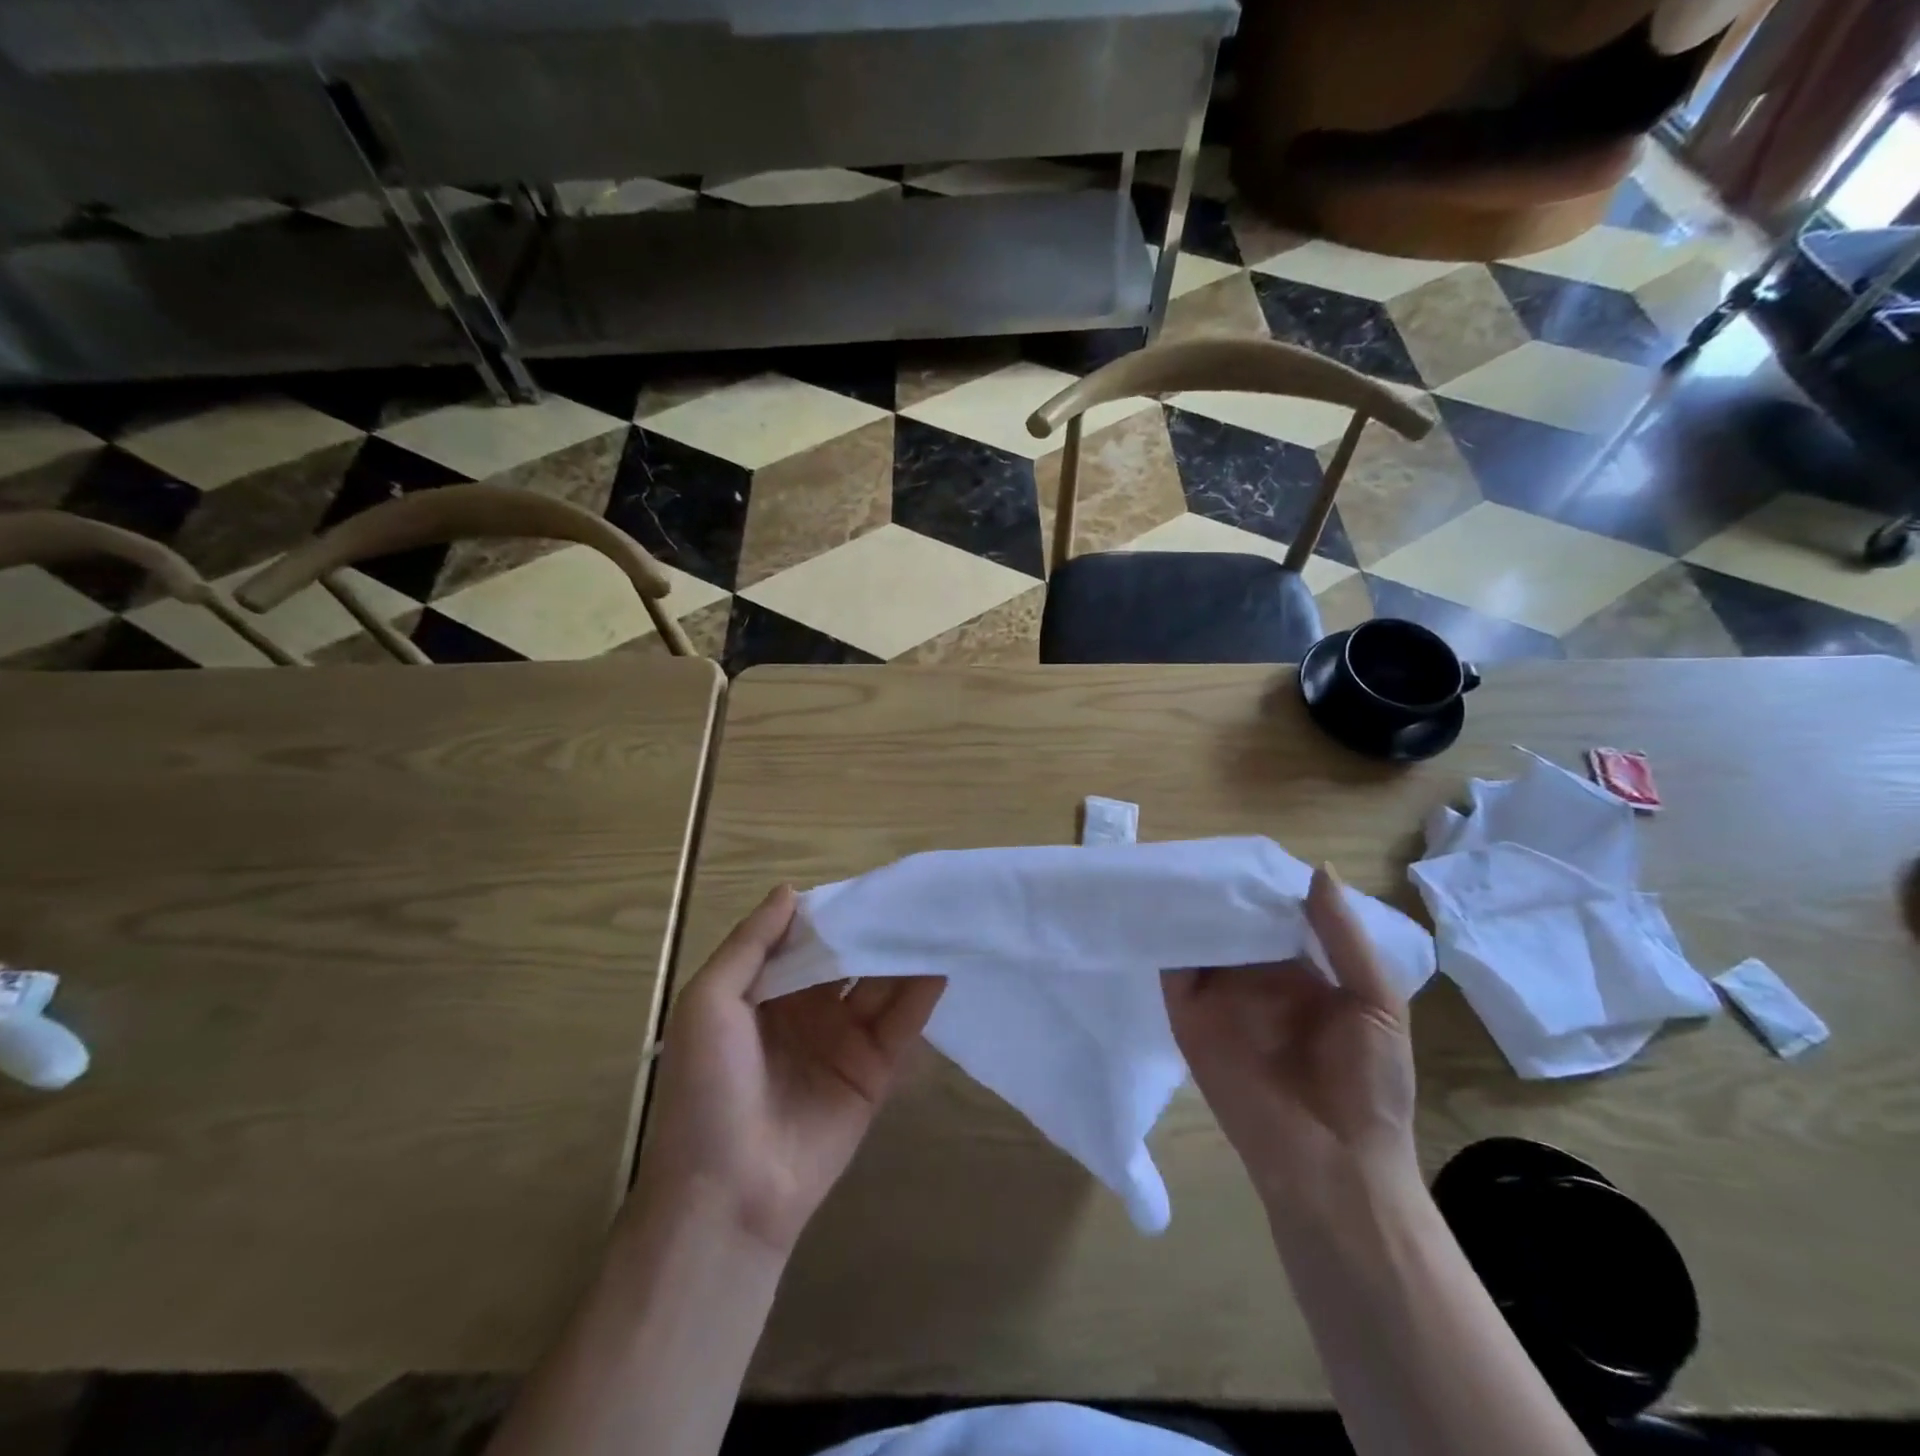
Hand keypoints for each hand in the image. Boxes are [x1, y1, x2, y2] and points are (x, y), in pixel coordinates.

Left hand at [633, 886, 944, 1254]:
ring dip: (904, 954)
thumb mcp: (708, 1002)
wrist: (727, 1194)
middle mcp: (806, 1010)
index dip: (833, 909)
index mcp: (764, 991)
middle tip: (913, 892)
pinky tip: (942, 965)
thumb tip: (791, 890)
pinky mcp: (872, 1073)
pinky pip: (900, 1027)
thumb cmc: (706, 1088)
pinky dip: (921, 996)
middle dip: (875, 928)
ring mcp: (842, 1041)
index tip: (866, 878)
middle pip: (848, 958)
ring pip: (879, 986)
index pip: (806, 937)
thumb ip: (750, 944)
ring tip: (936, 918)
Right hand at [1164, 865, 1416, 1212]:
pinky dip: (1164, 938)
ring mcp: (1219, 996)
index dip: (1262, 884)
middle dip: (1220, 889)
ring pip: (1199, 939)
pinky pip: (1172, 969)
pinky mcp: (1188, 1014)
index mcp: (1302, 971)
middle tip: (1198, 845)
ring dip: (1187, 908)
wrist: (1333, 1165)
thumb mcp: (1376, 1001)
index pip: (1276, 915)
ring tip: (1172, 861)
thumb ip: (1343, 937)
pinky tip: (1159, 904)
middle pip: (1232, 922)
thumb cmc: (1371, 1085)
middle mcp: (1256, 977)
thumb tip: (1318, 868)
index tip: (1242, 846)